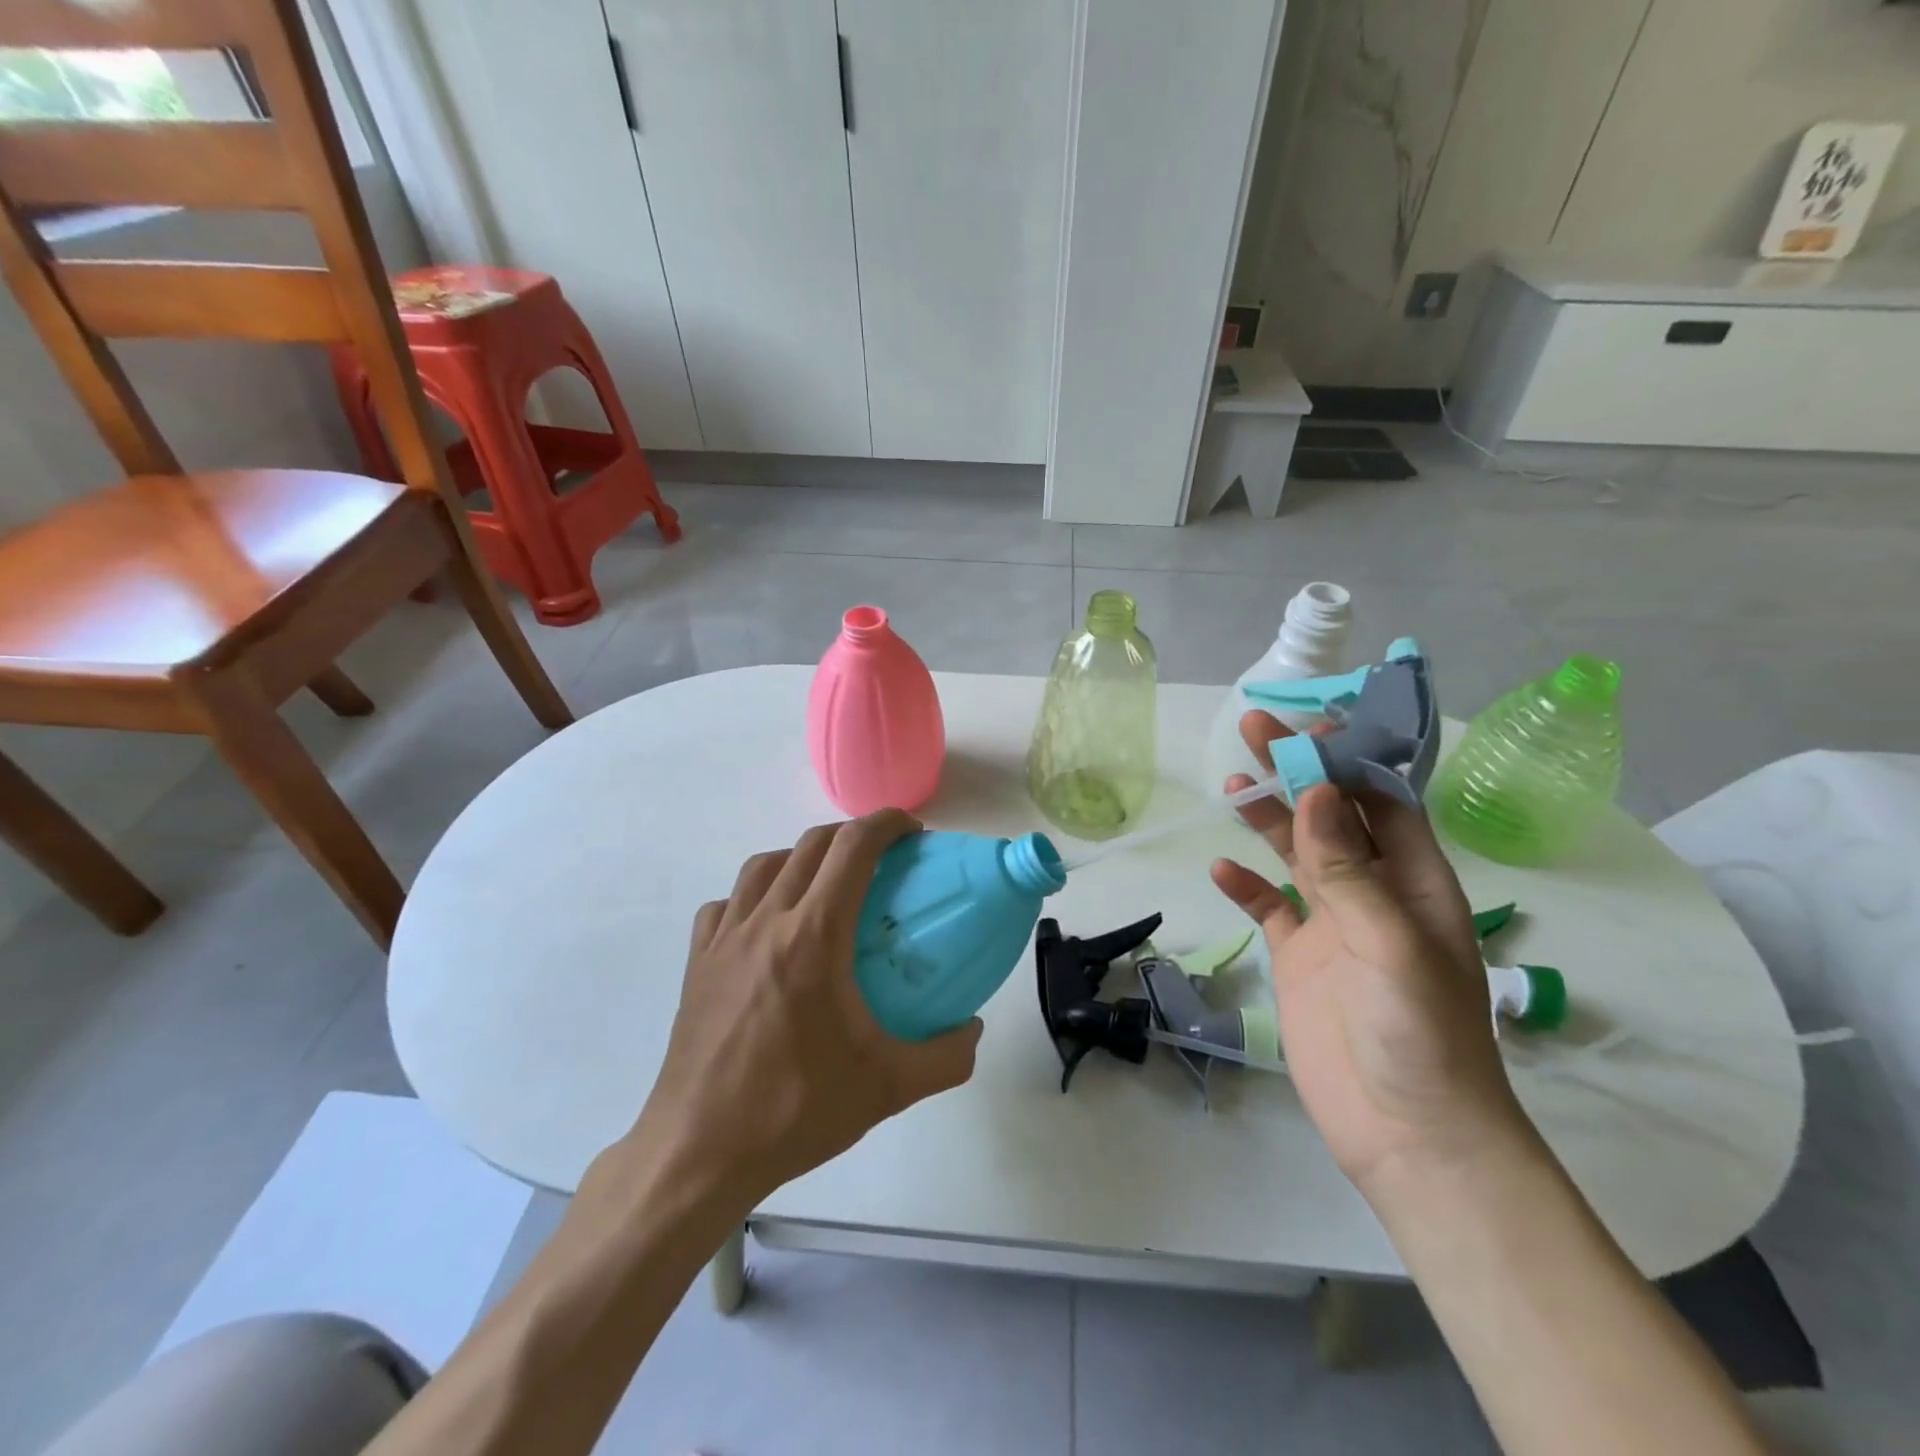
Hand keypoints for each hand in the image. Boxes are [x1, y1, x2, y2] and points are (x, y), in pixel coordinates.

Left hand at [637, 810, 981, 1211]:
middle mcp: (766, 921)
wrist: (698, 1152)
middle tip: (882, 861)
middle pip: (811, 845)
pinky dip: (753, 896)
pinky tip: (767, 927)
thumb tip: (973, 1030)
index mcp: (814, 936)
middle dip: (852, 836)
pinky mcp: (696, 962)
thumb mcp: (888, 1088)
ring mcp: (724, 939)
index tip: (912, 832)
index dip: (886, 824)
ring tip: (825, 887)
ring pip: (763, 865)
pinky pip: (726, 904)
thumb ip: (946, 1057)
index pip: (852, 848)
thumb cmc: (794, 1110)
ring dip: (801, 858)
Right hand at [1209, 711, 1529, 1194]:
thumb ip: (1350, 869)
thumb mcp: (1391, 944)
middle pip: (1331, 816)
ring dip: (1267, 818)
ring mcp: (1334, 925)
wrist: (1406, 1134)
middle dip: (1297, 771)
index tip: (1309, 722)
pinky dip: (1246, 887)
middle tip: (1253, 729)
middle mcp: (1374, 893)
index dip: (1349, 758)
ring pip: (1297, 855)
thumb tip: (1316, 792)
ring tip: (1231, 783)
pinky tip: (1221, 871)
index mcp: (1415, 883)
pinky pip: (1270, 908)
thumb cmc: (1419, 1036)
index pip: (1382, 801)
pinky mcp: (1300, 957)